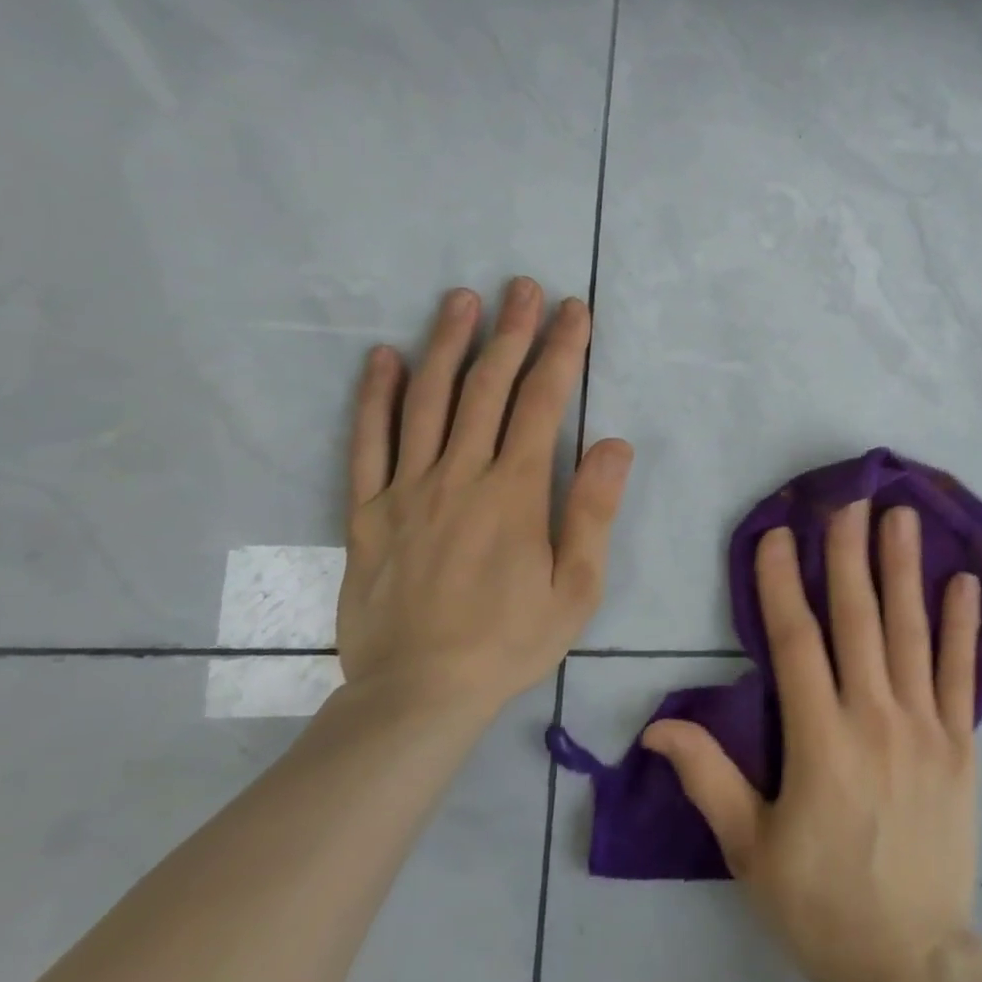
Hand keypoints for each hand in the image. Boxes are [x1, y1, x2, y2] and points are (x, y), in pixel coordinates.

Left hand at [336, 280, 633, 723]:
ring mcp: (407, 490)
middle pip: (486, 387)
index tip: (573, 311)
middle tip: (522, 287)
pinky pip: (367, 444)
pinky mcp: (367, 512)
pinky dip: (375, 397)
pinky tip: (382, 358)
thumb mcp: (576, 587)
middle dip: (510, 331)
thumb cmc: (510, 640)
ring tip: (460, 300)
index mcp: (514, 492)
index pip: (542, 402)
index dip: (561, 351)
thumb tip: (614, 443)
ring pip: (426, 401)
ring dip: (446, 344)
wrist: (418, 695)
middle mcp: (459, 476)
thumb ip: (593, 511)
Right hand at [643, 499, 981, 981]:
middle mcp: (874, 717)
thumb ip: (708, 777)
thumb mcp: (749, 849)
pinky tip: (965, 582)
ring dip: (905, 570)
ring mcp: (925, 726)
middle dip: (849, 554)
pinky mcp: (962, 744)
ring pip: (911, 632)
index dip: (781, 583)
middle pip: (858, 619)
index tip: (776, 534)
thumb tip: (658, 724)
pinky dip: (963, 626)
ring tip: (903, 517)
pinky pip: (963, 674)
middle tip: (850, 500)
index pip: (795, 641)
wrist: (910, 958)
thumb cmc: (820, 902)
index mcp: (819, 739)